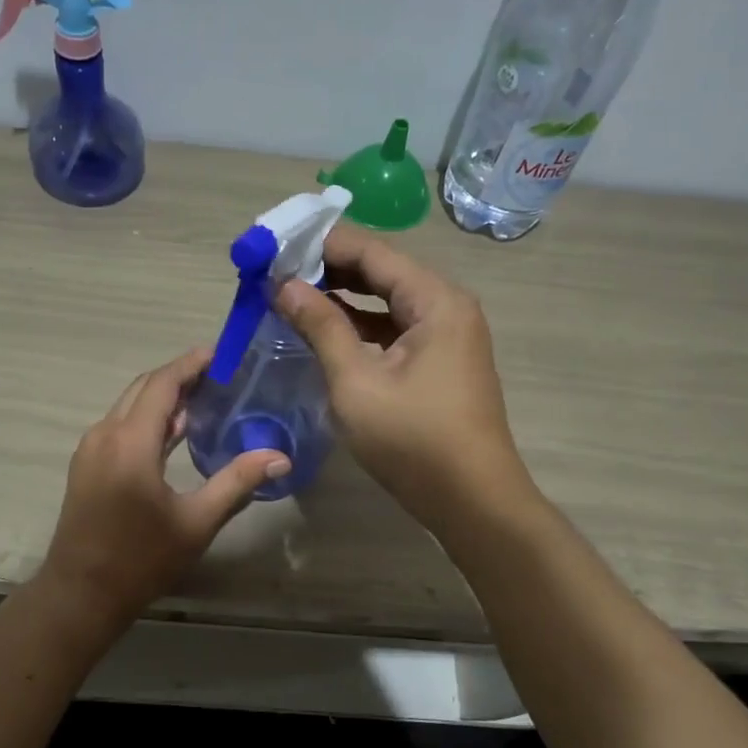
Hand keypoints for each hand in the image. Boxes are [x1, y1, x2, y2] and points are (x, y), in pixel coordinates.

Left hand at [38, 349, 284, 627]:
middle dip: (179, 376)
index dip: (191, 364)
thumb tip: (280, 457)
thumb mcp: (196, 523)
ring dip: (163, 397)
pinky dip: (147, 418)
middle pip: (143, 388)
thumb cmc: (141, 560)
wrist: (81, 594)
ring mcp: (91, 449)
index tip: (221, 354)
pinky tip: (175, 433)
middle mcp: (105, 434)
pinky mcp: (87, 464)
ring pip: (129, 405)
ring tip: (204, 399)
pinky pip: (120, 425)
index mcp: (130, 442)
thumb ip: (237, 483)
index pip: (162, 384)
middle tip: (219, 375)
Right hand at [276, 224, 528, 529]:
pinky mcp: (439, 362)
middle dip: (327, 269)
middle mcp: (446, 306)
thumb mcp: (357, 383)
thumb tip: (284, 285)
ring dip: (340, 298)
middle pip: (380, 271)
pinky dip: (358, 326)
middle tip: (274, 270)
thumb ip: (321, 327)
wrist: (473, 502)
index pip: (371, 252)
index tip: (274, 245)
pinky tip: (322, 330)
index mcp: (435, 300)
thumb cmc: (414, 441)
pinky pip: (393, 328)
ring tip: (288, 295)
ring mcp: (445, 335)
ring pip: (385, 301)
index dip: (320, 245)